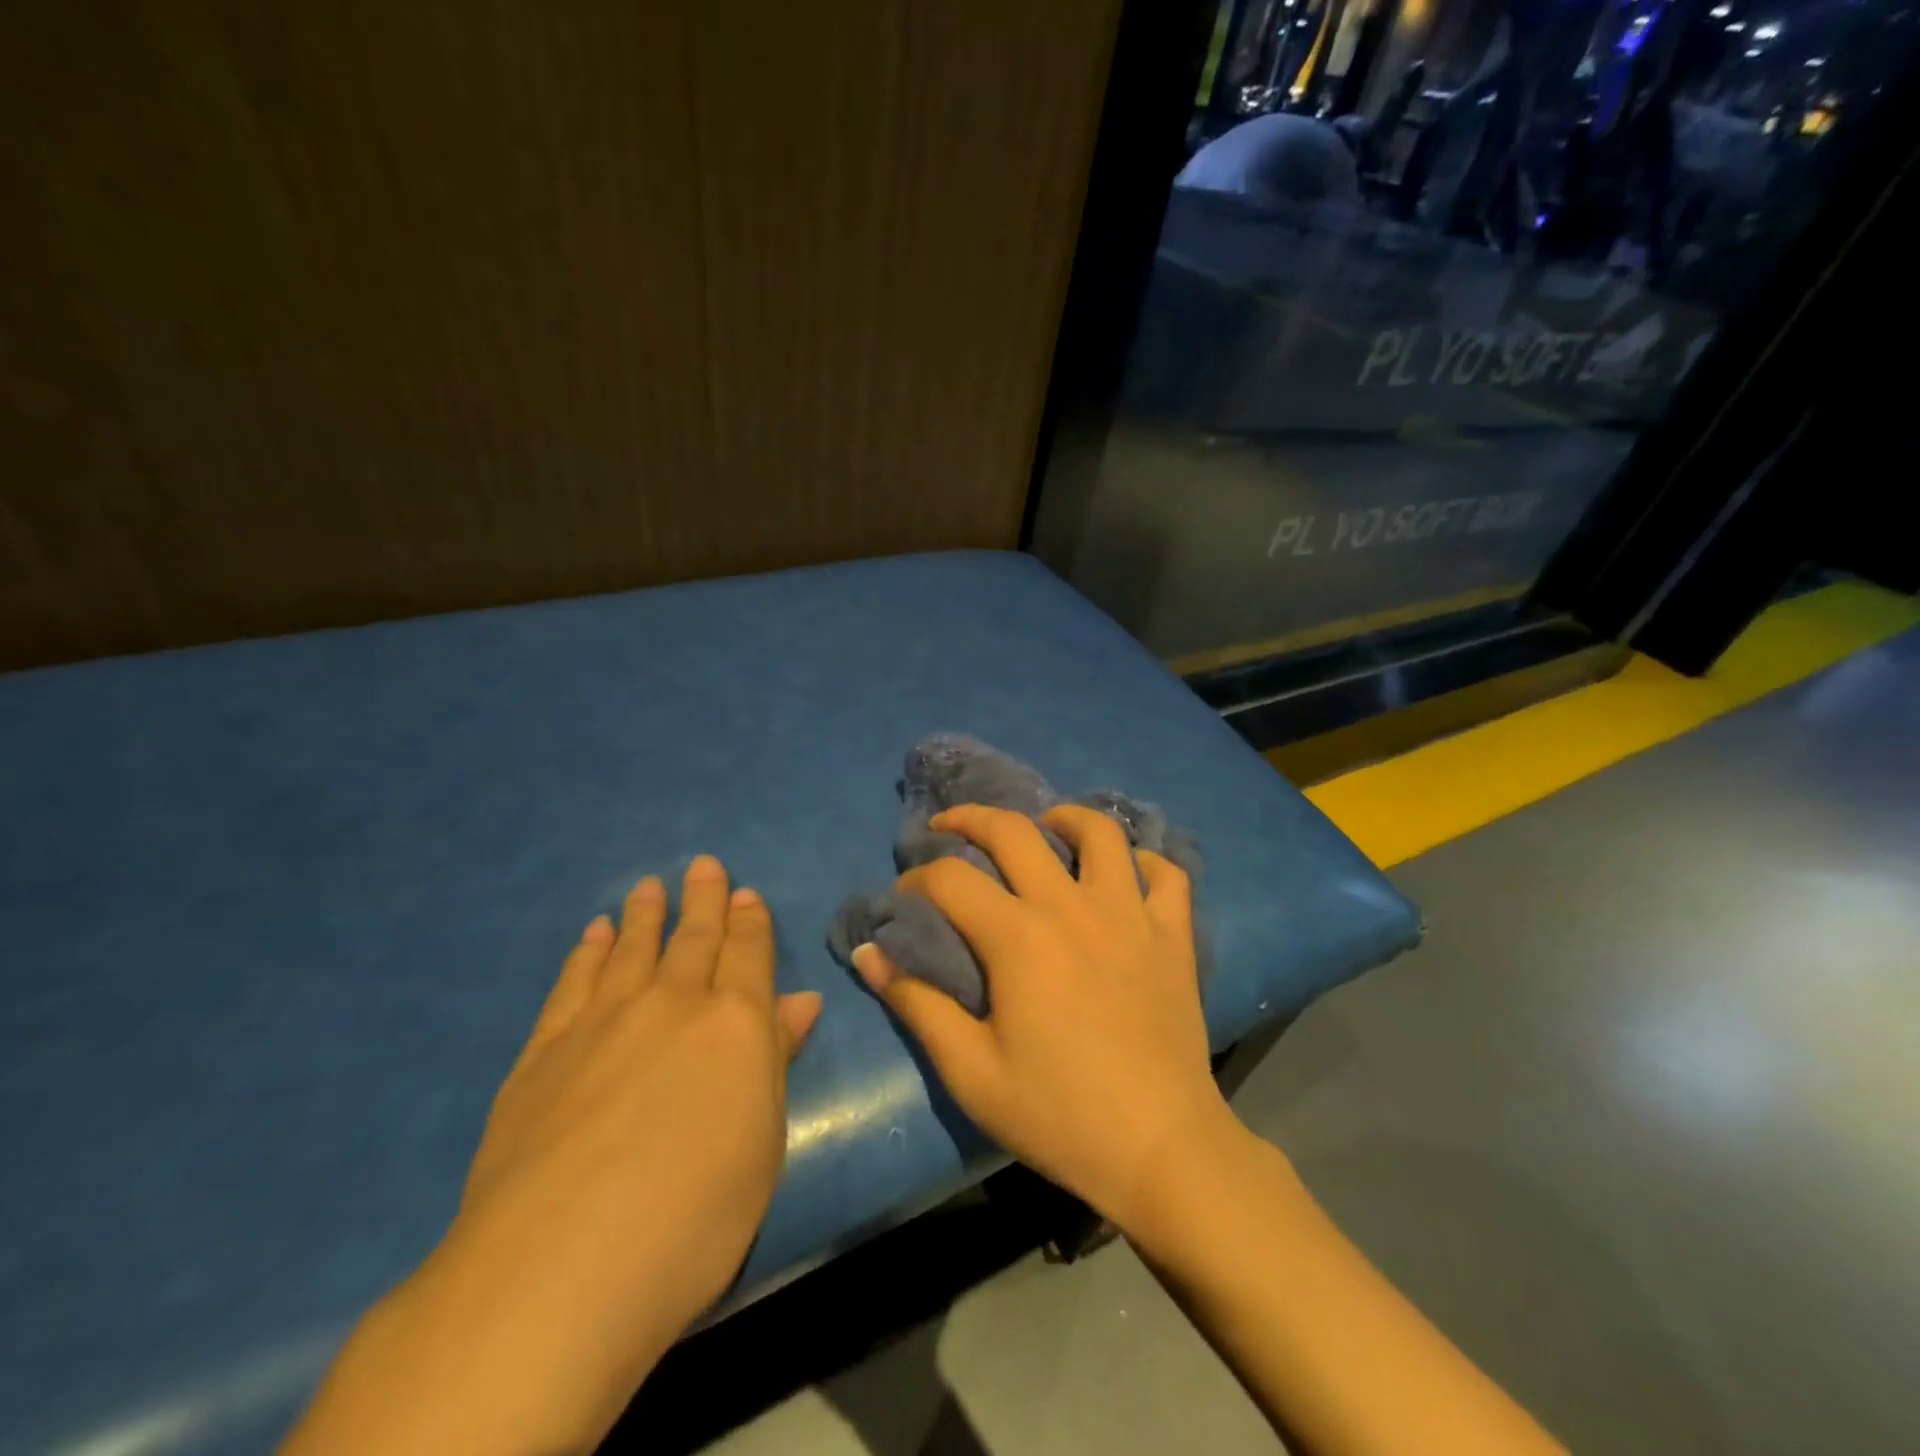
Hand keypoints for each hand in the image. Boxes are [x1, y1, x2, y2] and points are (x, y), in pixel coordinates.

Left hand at [284, 856, 821, 1455]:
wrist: (561, 1264)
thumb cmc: (694, 1213)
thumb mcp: (762, 1141)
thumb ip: (777, 1061)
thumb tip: (801, 1002)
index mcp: (736, 1022)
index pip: (748, 954)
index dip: (750, 921)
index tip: (745, 894)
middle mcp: (673, 1003)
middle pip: (693, 937)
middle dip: (703, 900)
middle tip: (703, 866)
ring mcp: (604, 1020)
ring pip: (632, 947)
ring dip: (645, 915)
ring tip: (648, 887)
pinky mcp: (546, 1048)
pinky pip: (574, 981)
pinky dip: (588, 952)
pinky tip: (594, 935)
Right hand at [851, 805, 1231, 1234]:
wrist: (1160, 1150)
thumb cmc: (1058, 1114)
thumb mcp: (971, 1071)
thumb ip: (916, 1005)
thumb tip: (868, 954)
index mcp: (1019, 937)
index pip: (952, 878)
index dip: (917, 879)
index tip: (904, 898)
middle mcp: (1073, 907)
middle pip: (1015, 831)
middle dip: (972, 818)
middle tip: (950, 825)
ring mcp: (1131, 915)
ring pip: (1100, 833)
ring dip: (1065, 818)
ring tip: (1046, 828)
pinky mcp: (1173, 936)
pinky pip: (1166, 875)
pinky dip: (1144, 863)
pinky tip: (1125, 875)